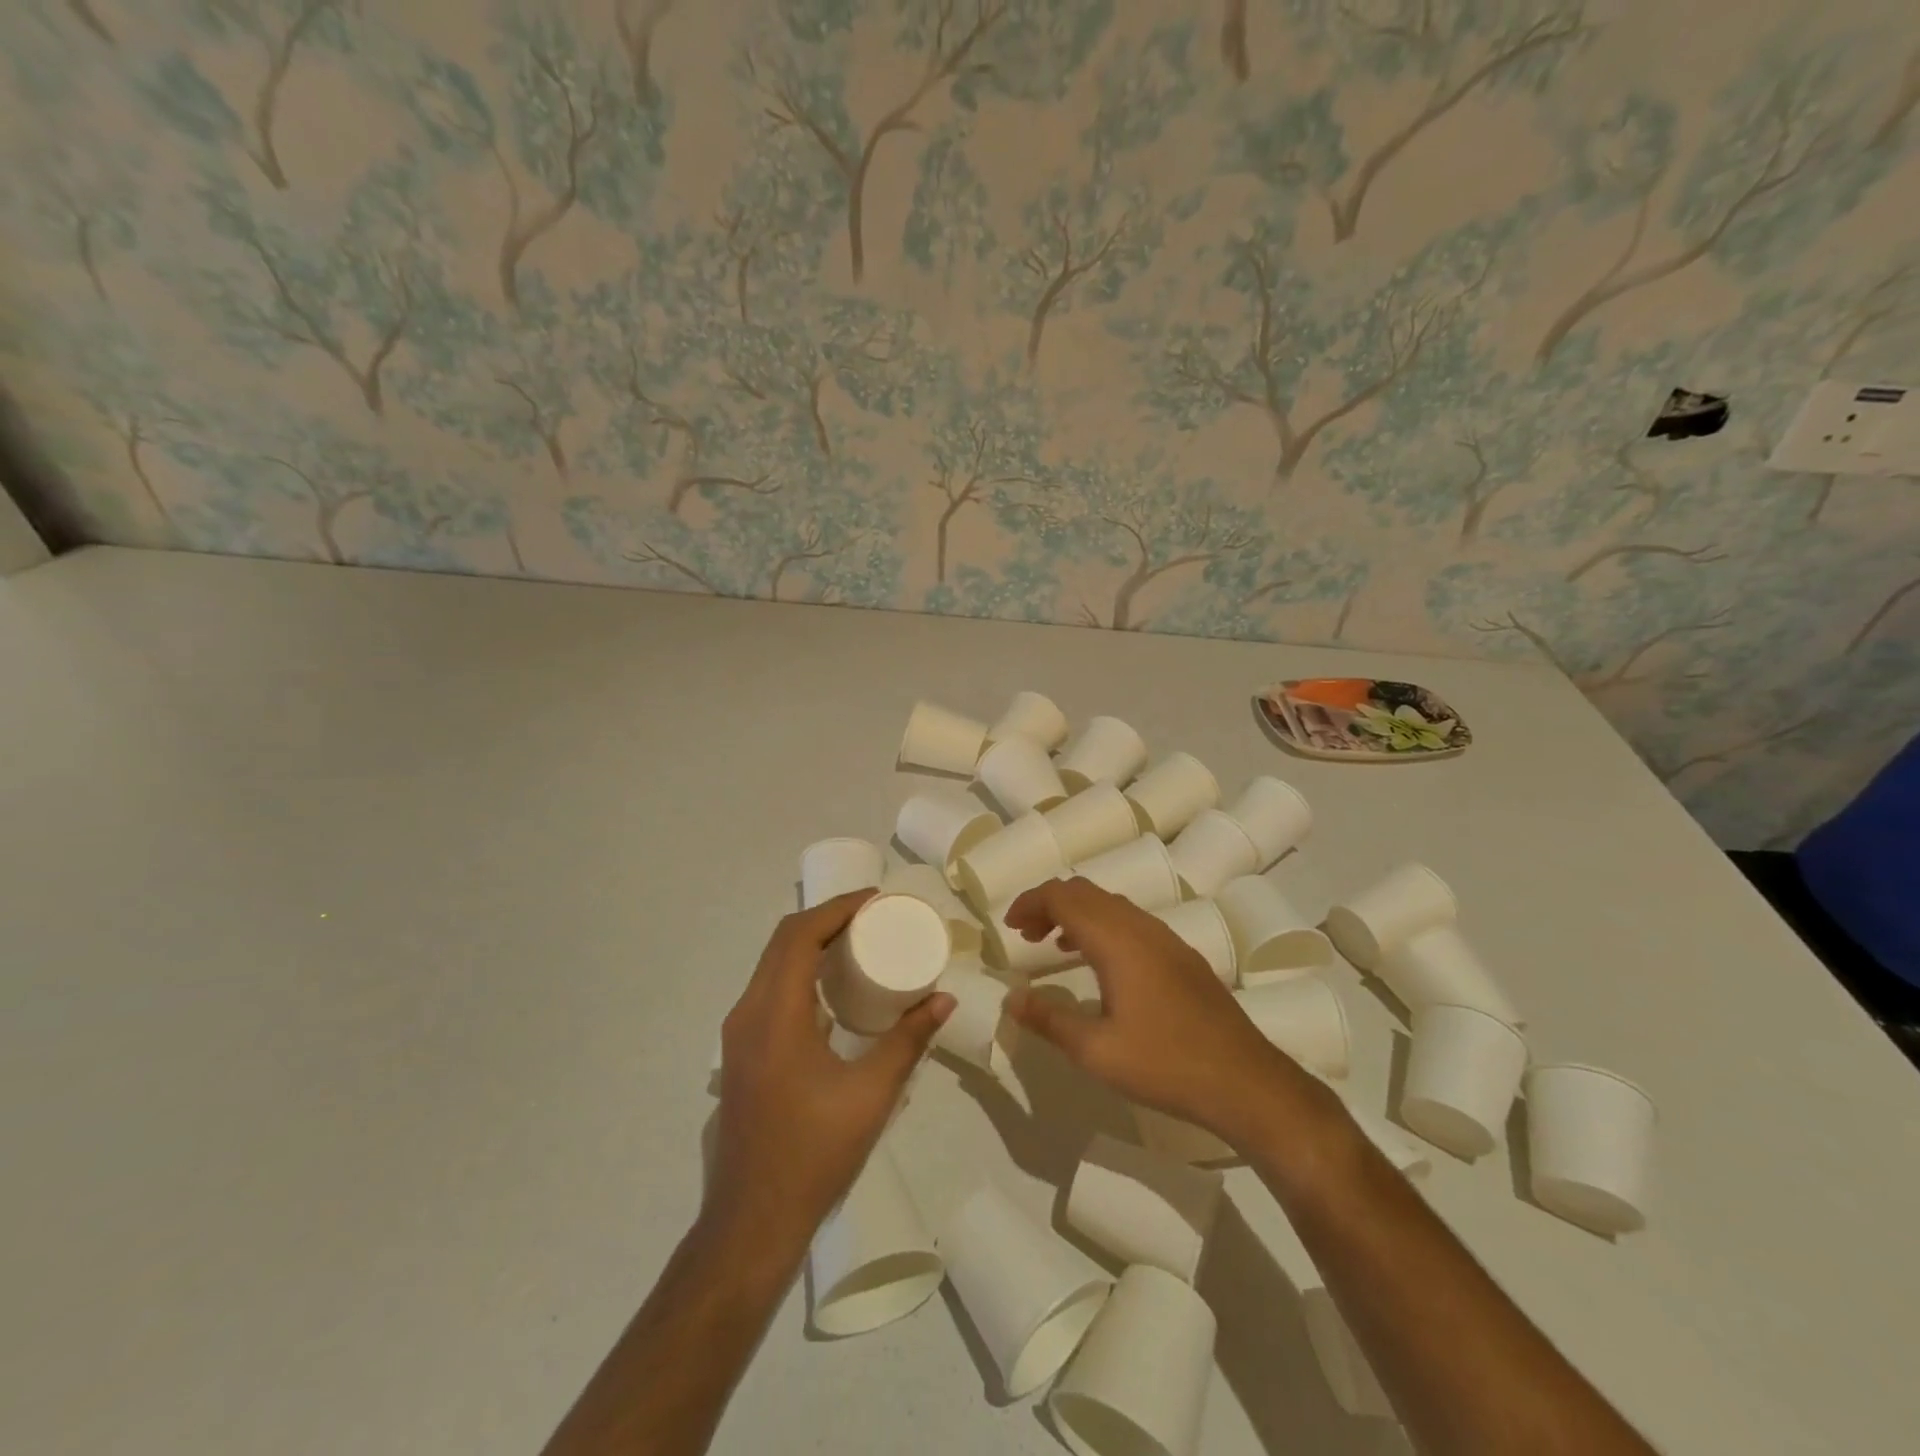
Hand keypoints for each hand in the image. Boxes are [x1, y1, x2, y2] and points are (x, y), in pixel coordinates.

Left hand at [709, 892, 953, 1255]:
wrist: (751, 1222)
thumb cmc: (814, 1154)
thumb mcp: (872, 1094)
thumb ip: (909, 1040)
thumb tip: (944, 997)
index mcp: (775, 1015)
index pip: (800, 936)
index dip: (837, 909)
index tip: (875, 900)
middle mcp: (747, 1014)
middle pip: (782, 942)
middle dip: (827, 919)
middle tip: (872, 915)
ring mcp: (738, 1034)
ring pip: (772, 965)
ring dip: (811, 943)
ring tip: (857, 941)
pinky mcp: (742, 1052)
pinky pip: (769, 990)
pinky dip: (800, 972)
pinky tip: (833, 988)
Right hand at [1002, 877, 1302, 1143]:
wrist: (1245, 1081)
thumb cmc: (1164, 1064)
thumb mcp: (1095, 1051)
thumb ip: (1048, 1018)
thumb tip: (1011, 998)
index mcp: (1116, 940)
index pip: (1062, 897)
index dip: (1030, 903)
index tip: (1008, 926)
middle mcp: (1141, 927)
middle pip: (1085, 892)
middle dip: (1049, 904)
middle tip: (1025, 935)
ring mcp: (1166, 939)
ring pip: (1110, 905)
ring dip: (1077, 914)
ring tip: (1053, 945)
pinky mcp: (1182, 955)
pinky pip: (1131, 921)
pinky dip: (1102, 926)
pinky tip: (1099, 964)